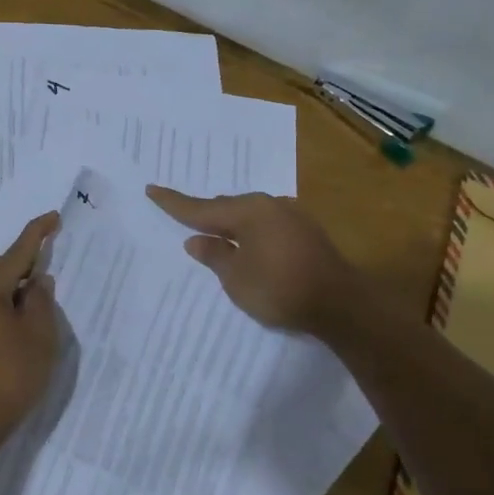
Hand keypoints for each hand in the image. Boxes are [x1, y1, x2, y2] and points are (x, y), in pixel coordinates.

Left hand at [0, 212, 61, 432]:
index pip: (15, 253)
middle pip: (1, 268)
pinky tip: (23, 311)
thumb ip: (40, 299)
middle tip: (53, 254)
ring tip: (42, 288)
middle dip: (27, 261)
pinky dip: (7, 300)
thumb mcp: (39, 334)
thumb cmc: (12, 374)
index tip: (53, 217)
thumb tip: (36, 280)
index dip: (37, 234)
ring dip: (17, 283)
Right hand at [147, 186, 366, 333]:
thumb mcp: (236, 278)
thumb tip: (197, 241)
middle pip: (227, 207)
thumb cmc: (280, 289)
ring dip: (229, 224)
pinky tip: (245, 244)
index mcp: (248, 211)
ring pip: (248, 216)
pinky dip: (249, 232)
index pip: (202, 208)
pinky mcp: (305, 232)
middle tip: (180, 214)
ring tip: (211, 232)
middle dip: (204, 214)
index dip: (174, 203)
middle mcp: (270, 205)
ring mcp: (291, 216)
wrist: (342, 305)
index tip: (151, 189)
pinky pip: (265, 225)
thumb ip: (215, 256)